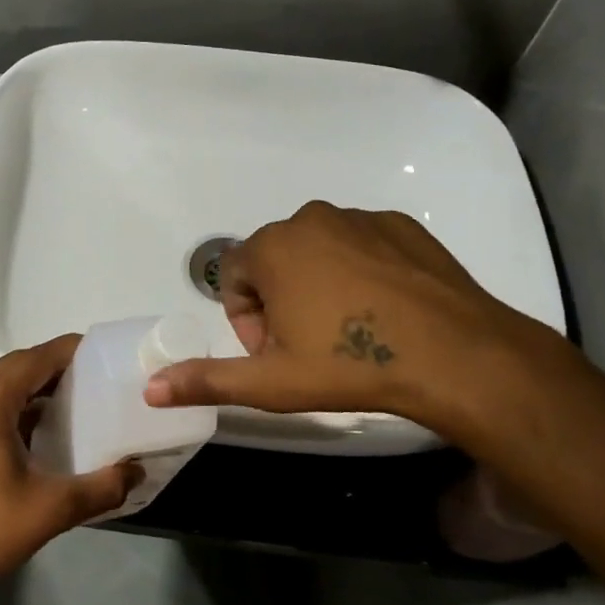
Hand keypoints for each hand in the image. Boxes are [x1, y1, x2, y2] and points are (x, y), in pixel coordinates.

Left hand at [0, 336, 141, 592]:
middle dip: (56, 364)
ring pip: (1, 380)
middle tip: (97, 375)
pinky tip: (43, 423)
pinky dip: (17, 400)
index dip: (71, 350)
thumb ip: (101, 488)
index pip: (36, 358)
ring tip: (77, 395)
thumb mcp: (51, 510)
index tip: (106, 353)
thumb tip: (137, 471)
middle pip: (17, 363)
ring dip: (35, 382)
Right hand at [144, 202, 568, 440]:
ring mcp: (359, 217)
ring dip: (318, 284)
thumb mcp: (271, 381)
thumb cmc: (349, 364)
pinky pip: (361, 243)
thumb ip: (206, 380)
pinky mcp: (400, 224)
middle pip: (274, 260)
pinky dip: (360, 270)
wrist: (454, 354)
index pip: (234, 276)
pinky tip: (383, 309)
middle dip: (279, 301)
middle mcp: (309, 218)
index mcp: (272, 247)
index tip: (273, 352)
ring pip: (318, 250)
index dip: (245, 318)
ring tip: (348, 329)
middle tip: (308, 346)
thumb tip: (149, 388)